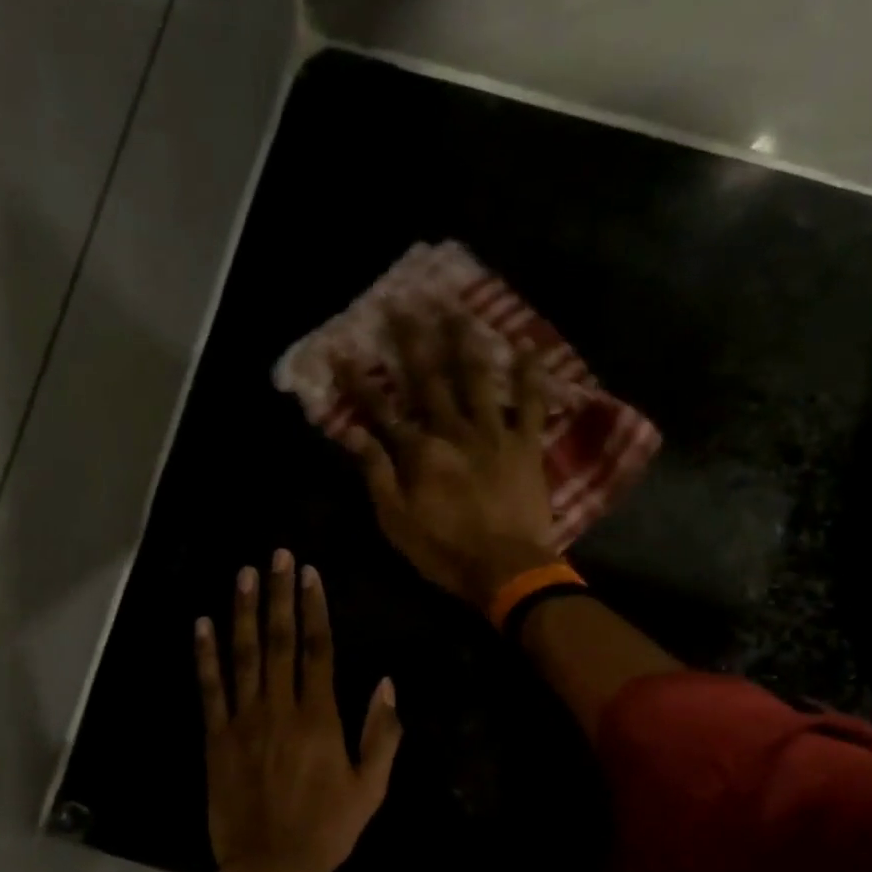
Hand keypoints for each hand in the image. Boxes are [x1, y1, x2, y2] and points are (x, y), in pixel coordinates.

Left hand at [195, 550, 401, 871]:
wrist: (270, 868)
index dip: (314, 609)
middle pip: (279, 642)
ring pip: (243, 656)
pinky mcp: (216, 739)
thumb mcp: (371, 788)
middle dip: (279, 595)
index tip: (310, 575)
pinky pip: (209, 690)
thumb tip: (386, 683)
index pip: (317, 650)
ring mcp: (243, 723)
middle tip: (277, 556)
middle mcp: (279, 710)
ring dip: (243, 612)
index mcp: (319, 720)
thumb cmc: (327, 830)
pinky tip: (202, 624)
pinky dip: (205, 656)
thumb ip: (381, 734)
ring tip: (244, 574)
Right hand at [338, 306, 560, 608]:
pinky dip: (528, 375)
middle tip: (404, 303)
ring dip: (464, 341)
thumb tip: (352, 433)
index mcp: (419, 452)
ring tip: (456, 308)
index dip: (360, 381)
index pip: (381, 410)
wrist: (506, 568)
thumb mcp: (396, 520)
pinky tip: (525, 346)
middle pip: (428, 379)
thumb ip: (376, 473)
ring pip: (476, 378)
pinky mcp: (526, 445)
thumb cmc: (444, 551)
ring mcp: (493, 434)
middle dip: (412, 340)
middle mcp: (453, 431)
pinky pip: (529, 403)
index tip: (343, 350)